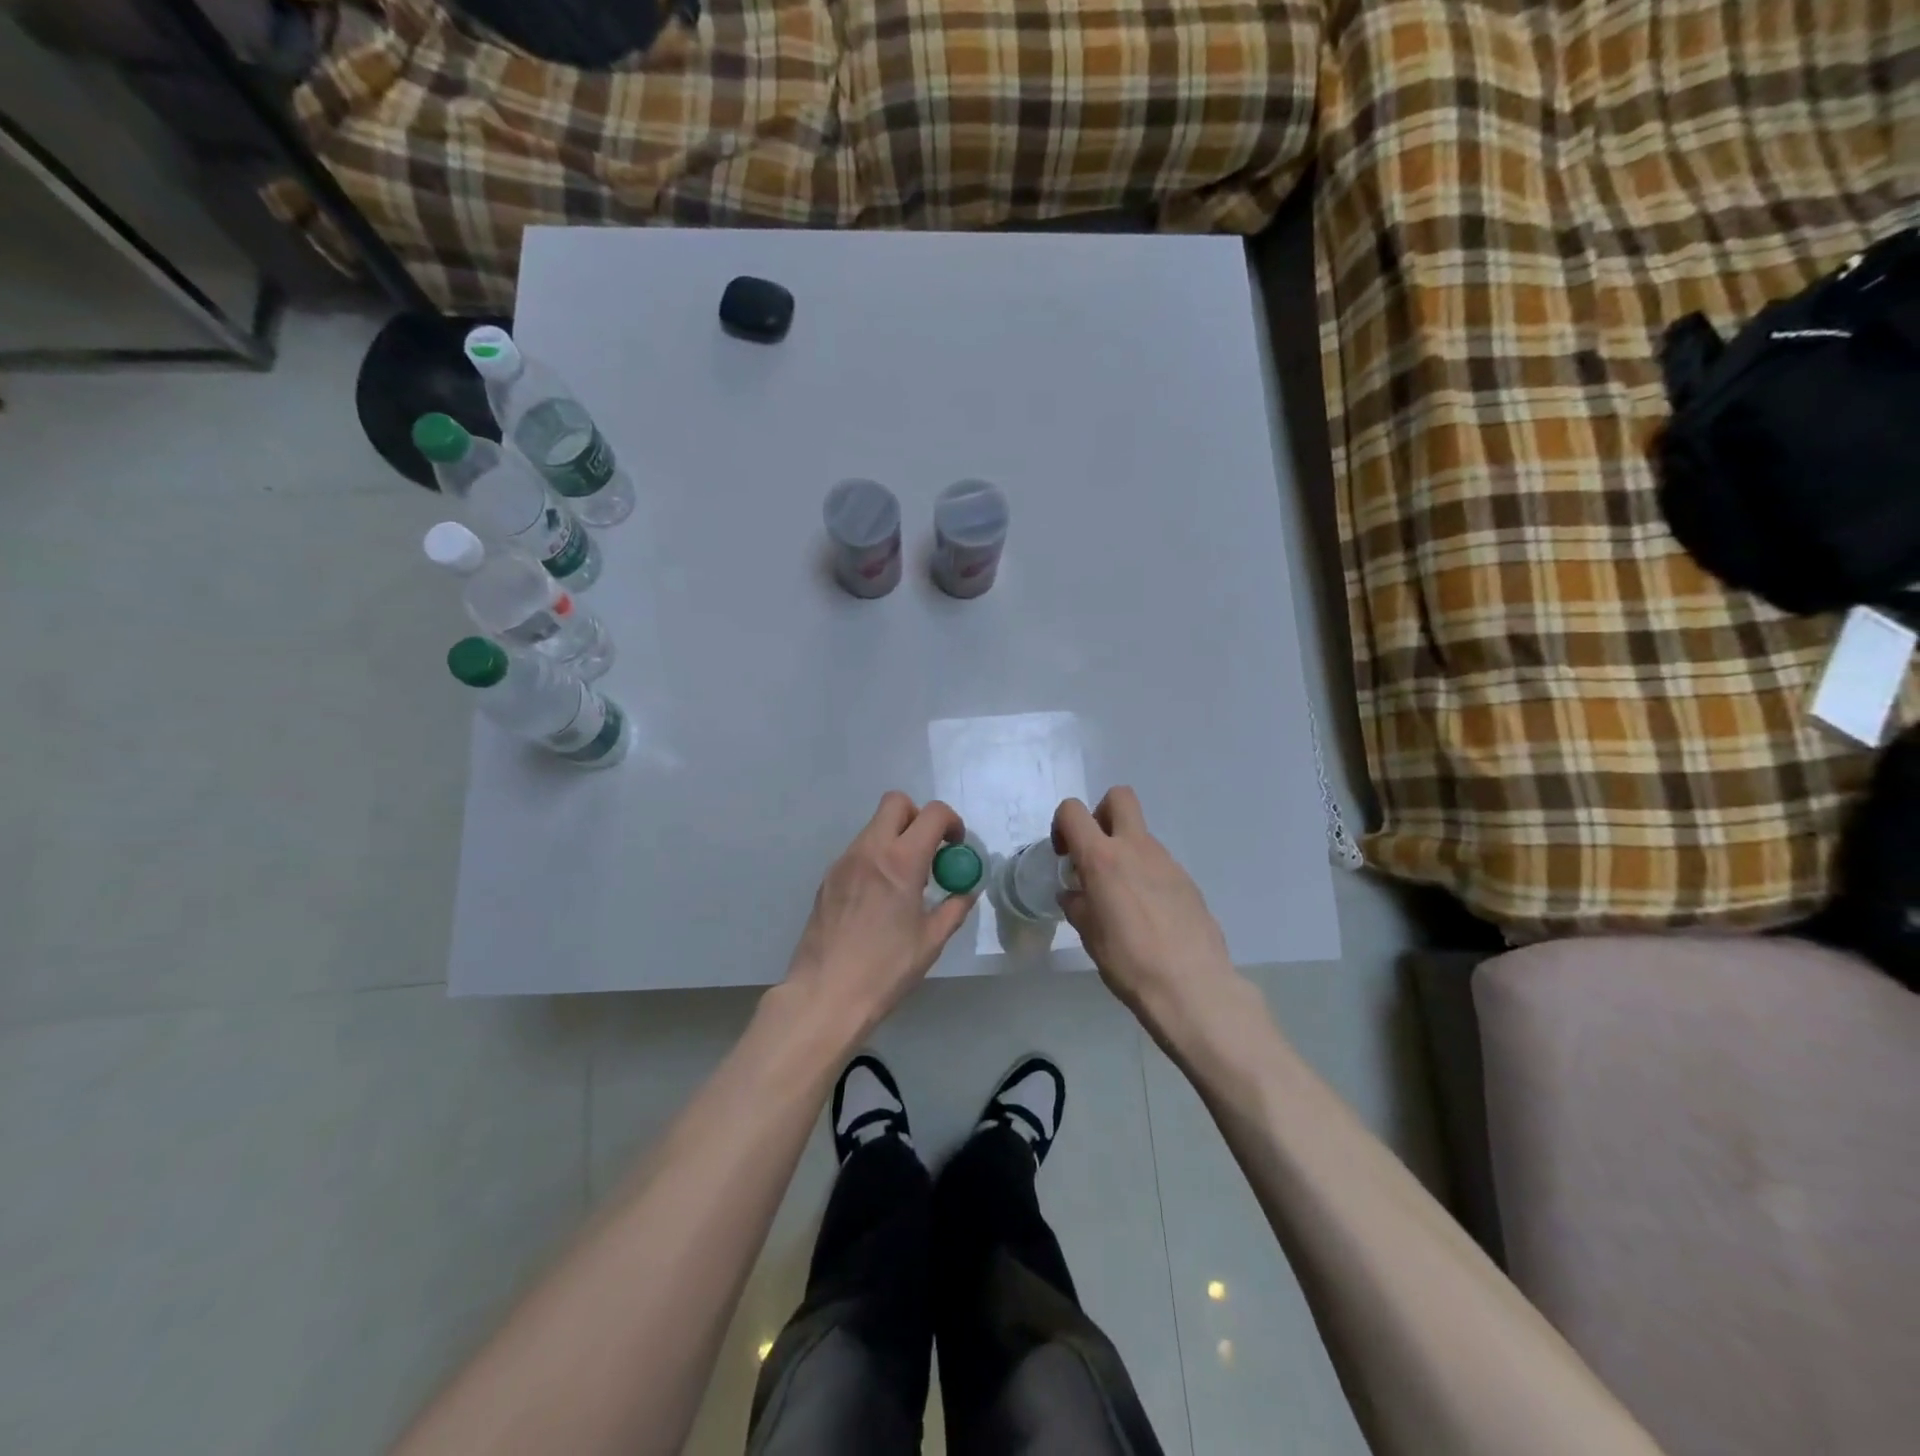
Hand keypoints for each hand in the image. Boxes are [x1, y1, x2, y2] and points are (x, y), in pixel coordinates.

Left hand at [785, 792, 976, 1034]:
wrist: (825, 994)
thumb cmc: (885, 969)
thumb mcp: (931, 941)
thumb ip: (953, 908)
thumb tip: (966, 891)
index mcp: (901, 861)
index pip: (932, 813)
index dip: (951, 822)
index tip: (955, 847)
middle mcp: (870, 850)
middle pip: (895, 802)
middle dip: (918, 817)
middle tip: (928, 851)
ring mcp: (844, 862)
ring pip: (874, 826)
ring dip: (895, 839)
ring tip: (904, 882)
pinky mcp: (827, 878)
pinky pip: (858, 852)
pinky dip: (875, 859)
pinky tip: (878, 899)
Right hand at [1054, 788, 1239, 1038]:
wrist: (1192, 987)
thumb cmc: (1129, 961)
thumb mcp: (1089, 936)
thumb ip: (1078, 905)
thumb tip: (1075, 893)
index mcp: (1102, 858)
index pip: (1073, 811)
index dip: (1062, 824)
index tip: (1065, 855)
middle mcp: (1136, 848)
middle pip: (1119, 797)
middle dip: (1101, 814)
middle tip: (1095, 852)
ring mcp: (1167, 862)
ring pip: (1141, 835)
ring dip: (1125, 852)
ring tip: (1122, 899)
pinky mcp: (1188, 881)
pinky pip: (1159, 864)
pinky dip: (1146, 876)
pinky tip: (1148, 915)